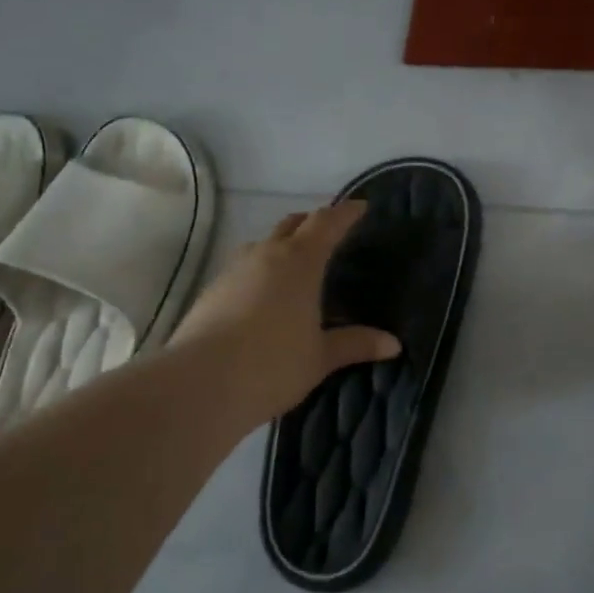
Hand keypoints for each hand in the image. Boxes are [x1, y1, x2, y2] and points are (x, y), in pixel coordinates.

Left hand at [168, 200, 399, 426]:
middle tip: (330, 231)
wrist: (199, 385)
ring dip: (283, 246)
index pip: (326, 223)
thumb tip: (393, 344)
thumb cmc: (273, 364)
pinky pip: (243, 269)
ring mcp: (233, 271)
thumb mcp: (321, 357)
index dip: (345, 213)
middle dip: (313, 222)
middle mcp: (264, 255)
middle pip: (292, 224)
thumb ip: (356, 344)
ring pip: (263, 245)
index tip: (361, 207)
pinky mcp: (211, 292)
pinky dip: (261, 271)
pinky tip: (265, 297)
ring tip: (297, 265)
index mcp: (299, 261)